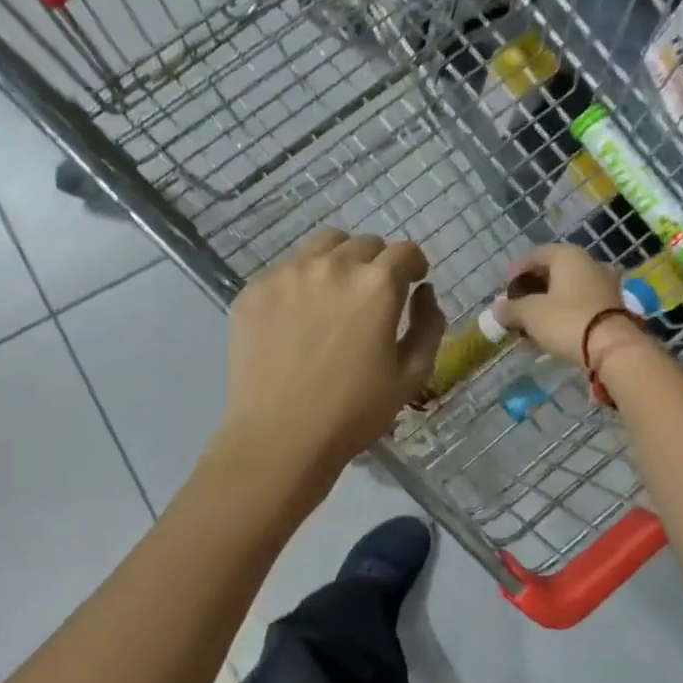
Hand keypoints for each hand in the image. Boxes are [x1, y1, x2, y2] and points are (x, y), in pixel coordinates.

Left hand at [220, 229, 445, 474]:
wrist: (279, 438)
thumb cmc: (354, 413)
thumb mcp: (411, 375)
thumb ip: (429, 325)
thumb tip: (424, 292)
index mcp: (376, 285)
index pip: (405, 251)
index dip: (414, 265)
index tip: (412, 282)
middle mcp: (332, 267)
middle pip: (364, 244)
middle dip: (378, 263)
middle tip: (372, 295)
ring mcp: (287, 274)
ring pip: (323, 246)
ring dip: (339, 261)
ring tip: (335, 296)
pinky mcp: (254, 290)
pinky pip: (286, 270)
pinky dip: (301, 283)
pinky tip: (297, 318)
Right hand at [490, 243, 645, 368]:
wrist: (612, 348)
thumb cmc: (567, 320)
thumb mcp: (530, 314)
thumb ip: (511, 308)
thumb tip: (497, 309)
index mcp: (569, 256)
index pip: (536, 254)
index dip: (517, 269)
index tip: (504, 286)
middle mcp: (590, 263)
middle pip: (554, 271)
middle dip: (533, 288)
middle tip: (516, 304)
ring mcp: (605, 285)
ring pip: (568, 289)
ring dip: (548, 302)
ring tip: (531, 321)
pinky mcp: (613, 307)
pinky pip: (581, 304)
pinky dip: (564, 313)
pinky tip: (551, 329)